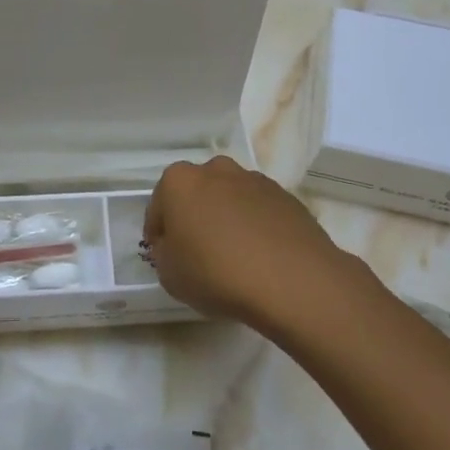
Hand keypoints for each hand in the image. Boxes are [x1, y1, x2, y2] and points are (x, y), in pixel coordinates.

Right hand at [143, 156, 364, 331]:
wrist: (291, 279)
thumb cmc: (216, 273)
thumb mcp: (169, 275)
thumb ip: (164, 253)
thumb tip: (175, 245)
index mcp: (180, 181)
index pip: (158, 207)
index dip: (158, 234)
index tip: (164, 256)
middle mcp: (216, 170)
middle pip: (196, 194)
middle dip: (193, 217)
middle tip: (197, 253)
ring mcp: (255, 180)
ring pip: (230, 199)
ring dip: (226, 219)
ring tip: (233, 256)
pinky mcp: (286, 196)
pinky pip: (259, 211)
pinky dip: (255, 227)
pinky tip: (260, 257)